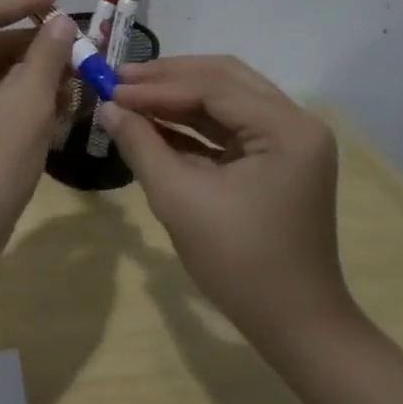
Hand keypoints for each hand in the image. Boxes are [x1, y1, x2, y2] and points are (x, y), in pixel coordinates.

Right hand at [97, 56, 347, 339]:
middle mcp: (295, 123)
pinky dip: (192, 122)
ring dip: (178, 96)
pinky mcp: (277, 160)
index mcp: (286, 129)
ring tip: (129, 94)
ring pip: (226, 98)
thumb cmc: (240, 262)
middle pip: (224, 79)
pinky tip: (153, 122)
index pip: (213, 88)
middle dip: (169, 78)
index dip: (156, 87)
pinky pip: (230, 126)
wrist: (295, 325)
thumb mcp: (180, 199)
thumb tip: (107, 107)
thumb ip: (141, 145)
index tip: (110, 89)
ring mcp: (289, 141)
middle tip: (119, 79)